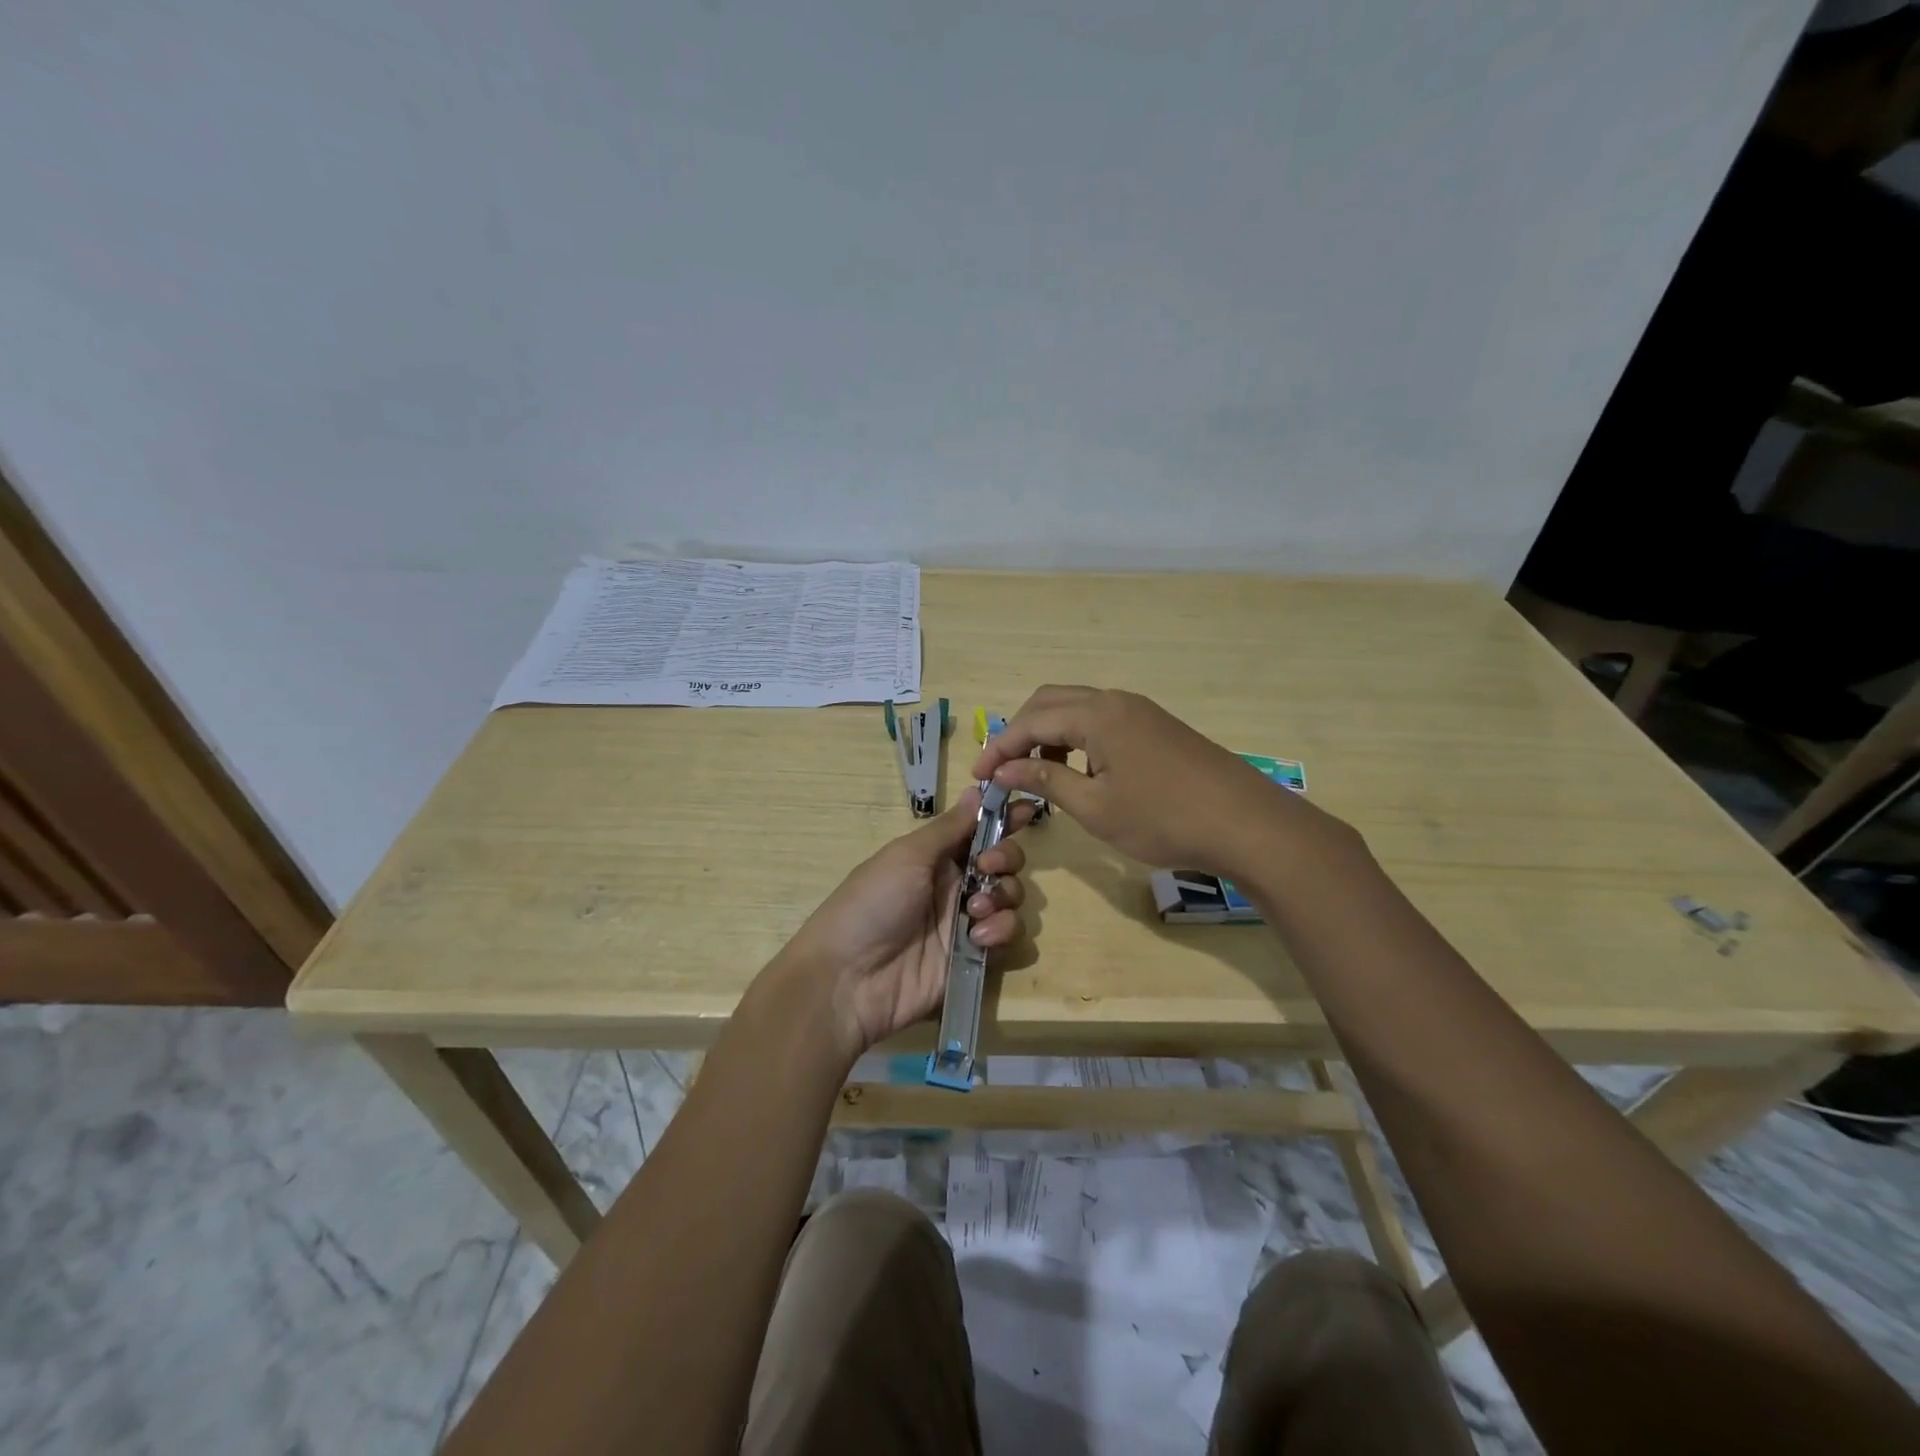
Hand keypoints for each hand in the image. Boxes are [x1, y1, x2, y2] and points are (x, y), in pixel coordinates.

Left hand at [775, 786, 1030, 1062]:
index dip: (1003, 818)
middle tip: (987, 867)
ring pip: (1012, 898)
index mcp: (936, 856)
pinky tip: (977, 938)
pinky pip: (1009, 937)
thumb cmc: (872, 903)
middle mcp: (955, 884)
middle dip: (1006, 858)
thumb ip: (949, 827)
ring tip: (975, 910)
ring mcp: (966, 922)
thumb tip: (977, 789)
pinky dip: (1001, 932)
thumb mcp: (907, 856)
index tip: (1027, 809)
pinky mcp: (975, 957)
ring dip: (1004, 897)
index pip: (979, 830)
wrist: (849, 979)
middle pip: (1005, 862)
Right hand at [971, 685, 1323, 876]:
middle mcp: (1116, 701)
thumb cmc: (1163, 818)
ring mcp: (1141, 711)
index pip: (1031, 721)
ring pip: (1078, 709)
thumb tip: (1004, 768)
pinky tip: (1081, 771)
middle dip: (1020, 732)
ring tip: (1038, 773)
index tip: (979, 777)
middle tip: (1004, 769)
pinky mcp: (1157, 727)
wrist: (1245, 823)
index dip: (999, 747)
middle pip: (1051, 702)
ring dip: (1049, 734)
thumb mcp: (1095, 807)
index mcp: (1097, 714)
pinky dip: (1078, 739)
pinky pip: (1102, 720)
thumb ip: (1046, 780)